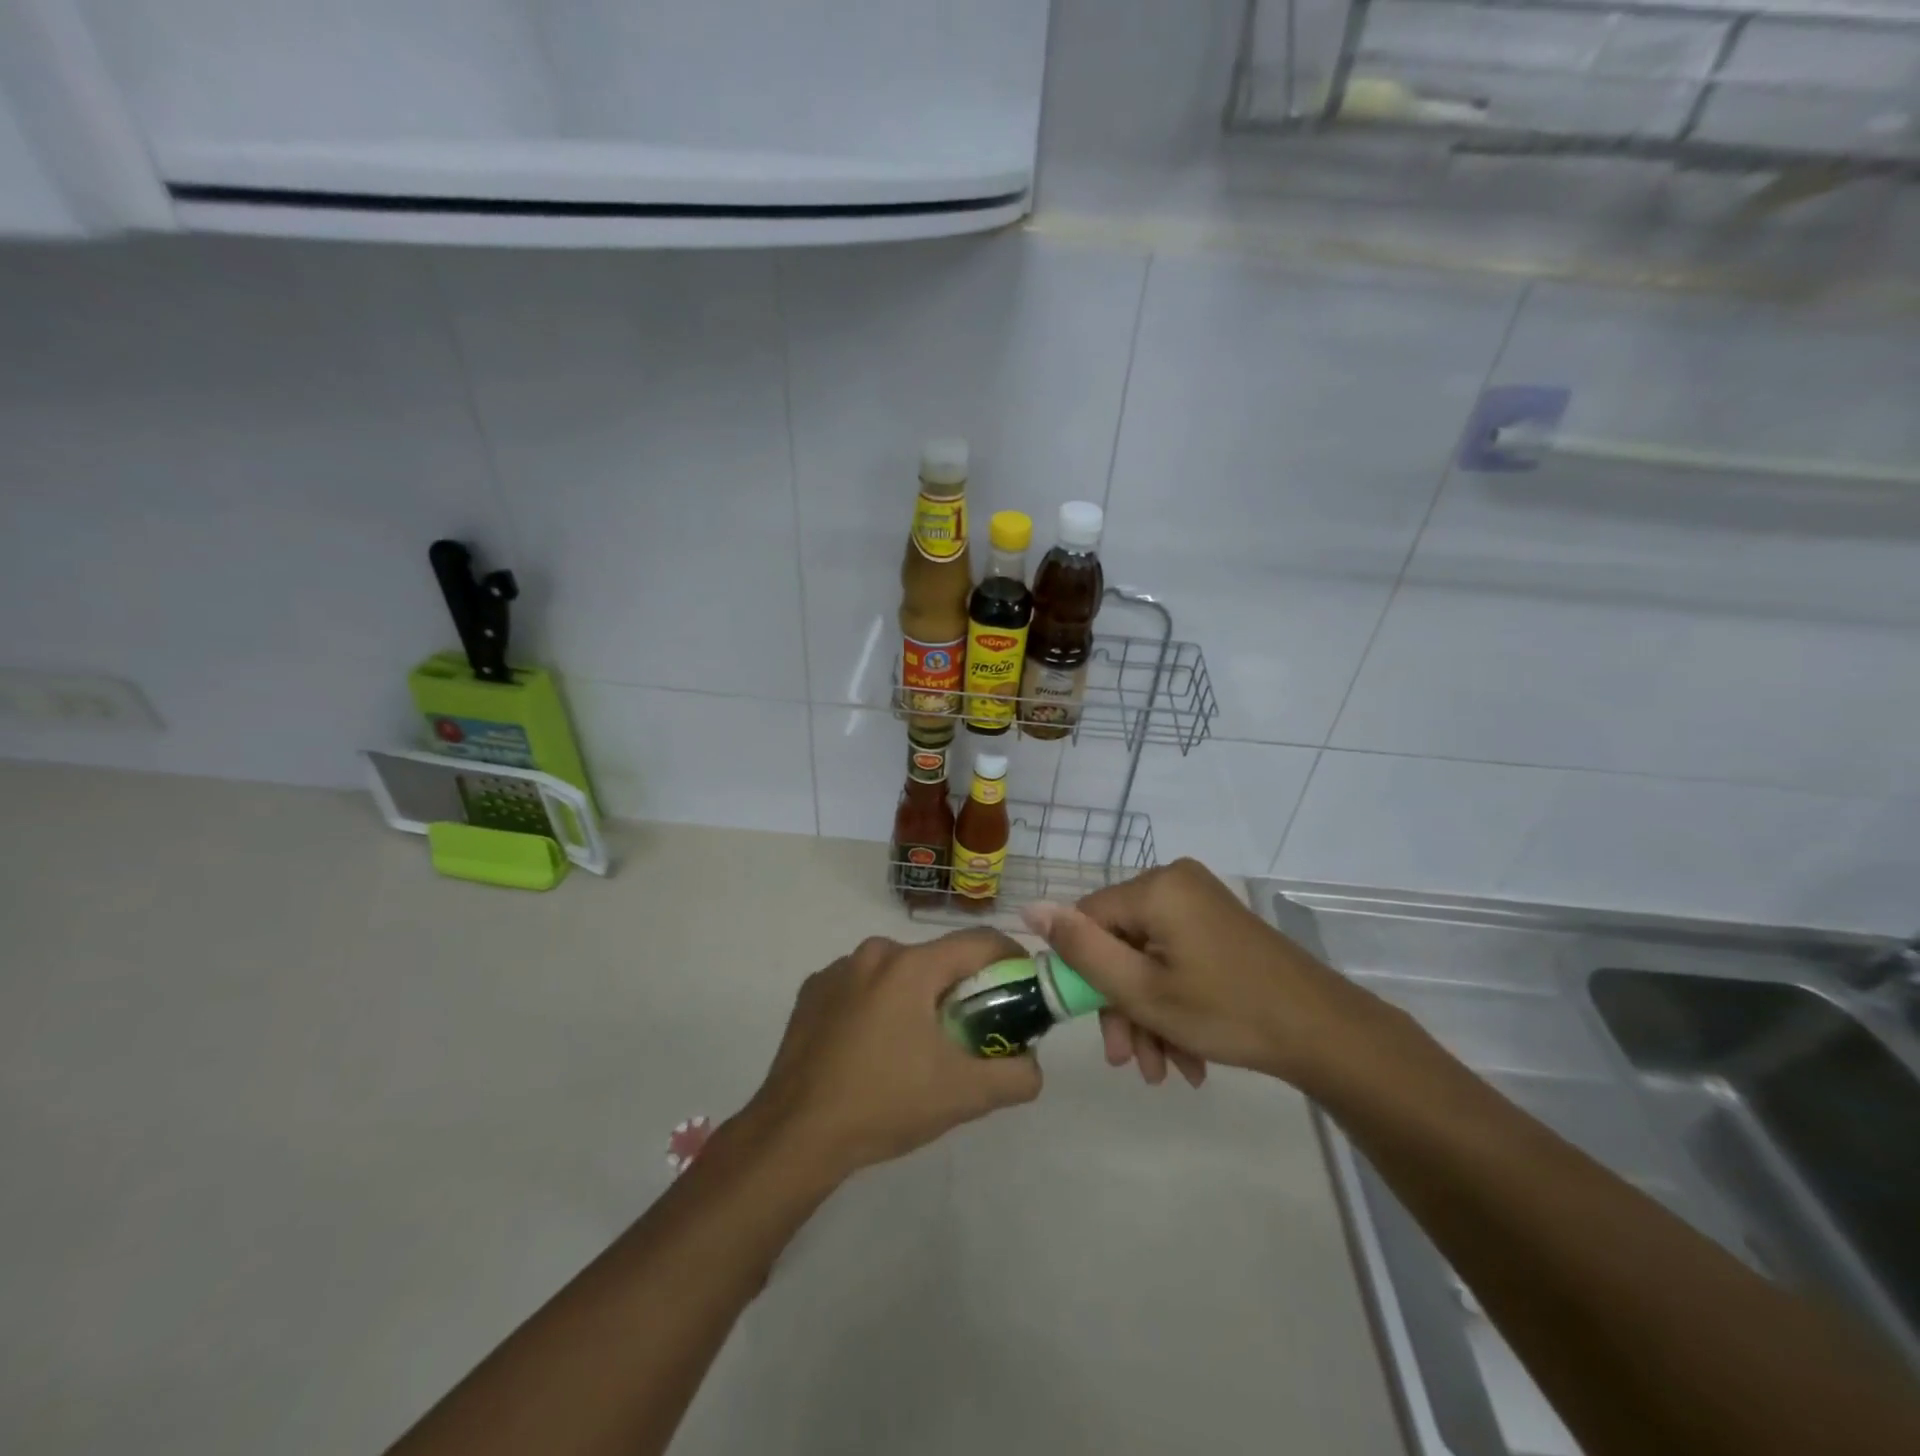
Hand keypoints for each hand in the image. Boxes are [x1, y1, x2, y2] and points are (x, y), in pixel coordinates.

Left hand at [744, 929, 1042, 1179]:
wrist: (794, 1135)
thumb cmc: (884, 1105)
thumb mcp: (963, 1096)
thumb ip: (1015, 1077)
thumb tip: (1033, 1064)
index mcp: (911, 966)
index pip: (979, 942)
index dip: (1011, 959)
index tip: (1023, 987)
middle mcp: (874, 953)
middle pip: (938, 959)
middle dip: (963, 988)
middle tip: (973, 1031)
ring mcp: (838, 969)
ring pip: (899, 971)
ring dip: (919, 997)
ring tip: (919, 1047)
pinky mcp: (812, 990)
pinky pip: (863, 986)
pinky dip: (880, 1005)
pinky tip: (873, 1048)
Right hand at [1023, 859, 1389, 1088]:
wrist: (1326, 1033)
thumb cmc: (1228, 1012)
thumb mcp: (1142, 990)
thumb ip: (1081, 949)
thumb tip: (1029, 908)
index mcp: (1155, 888)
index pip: (1088, 920)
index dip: (1085, 975)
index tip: (1099, 1031)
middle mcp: (1175, 882)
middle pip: (1121, 943)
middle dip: (1123, 1007)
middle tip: (1133, 1063)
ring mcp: (1201, 902)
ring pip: (1149, 957)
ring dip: (1149, 1015)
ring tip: (1166, 1072)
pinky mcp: (1219, 924)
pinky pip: (1177, 958)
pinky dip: (1175, 1003)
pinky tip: (1188, 1056)